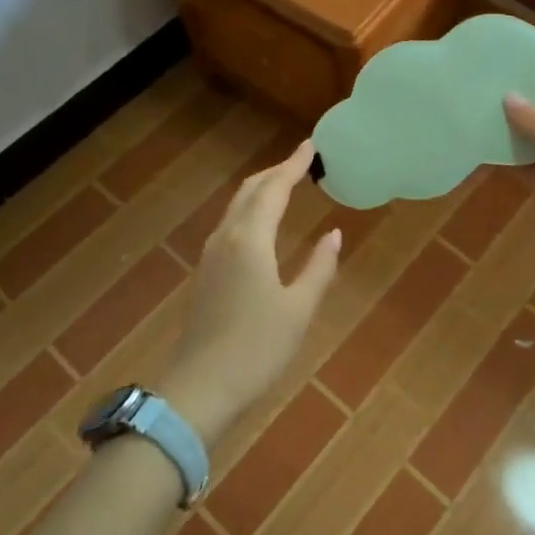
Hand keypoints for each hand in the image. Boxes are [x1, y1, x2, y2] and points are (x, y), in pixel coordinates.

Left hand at [158, 139, 341, 446]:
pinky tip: (261, 225)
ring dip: (260, 190)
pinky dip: (250, 210)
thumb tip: (334, 234)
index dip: (293, 165)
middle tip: (301, 163)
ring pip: (236, 207)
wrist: (200, 389)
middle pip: (250, 191)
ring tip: (284, 186)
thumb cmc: (256, 348)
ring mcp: (210, 256)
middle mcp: (226, 238)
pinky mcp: (205, 274)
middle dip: (275, 172)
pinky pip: (230, 225)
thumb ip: (319, 268)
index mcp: (250, 240)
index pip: (274, 189)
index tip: (310, 146)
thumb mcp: (299, 309)